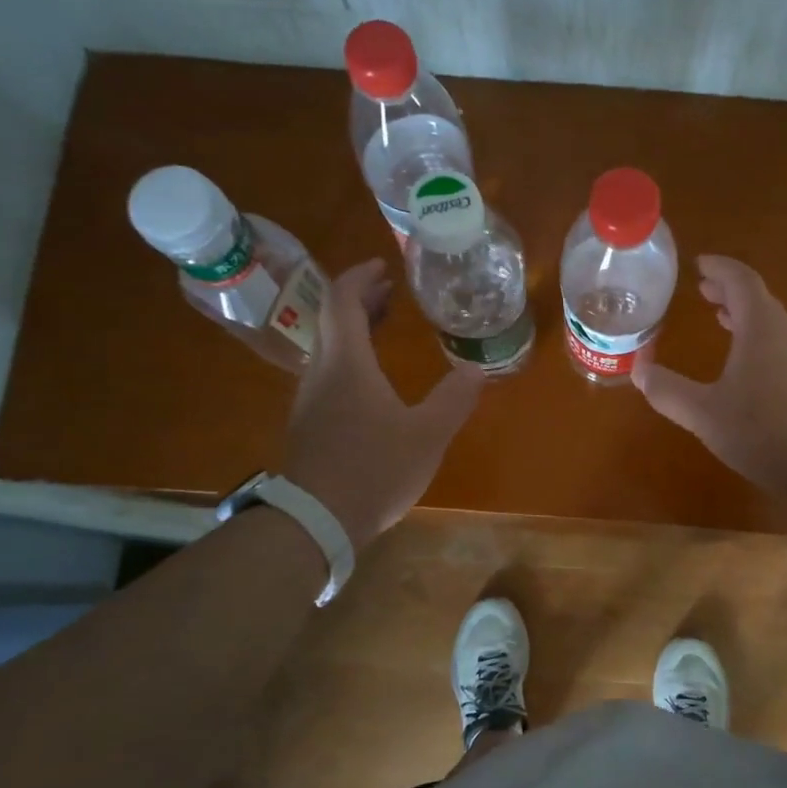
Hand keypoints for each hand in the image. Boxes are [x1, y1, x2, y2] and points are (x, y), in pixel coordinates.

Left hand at [277, 260, 483, 546]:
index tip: (384, 266)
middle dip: (362, 300)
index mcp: (347, 363)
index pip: (342, 300)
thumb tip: (477, 371)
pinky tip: (373, 380)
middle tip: (392, 292)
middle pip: (333, 319)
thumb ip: (454, 399)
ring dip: (356, 329)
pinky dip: (351, 357)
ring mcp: (310, 399)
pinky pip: (328, 373)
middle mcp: (322, 372)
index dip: (361, 277)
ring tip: (386, 326)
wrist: (316, 521)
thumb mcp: (428, 435)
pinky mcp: (309, 424)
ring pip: (329, 347)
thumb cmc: (374, 469)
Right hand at [633, 255, 786, 496]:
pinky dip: (757, 341)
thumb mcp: (705, 414)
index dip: (719, 268)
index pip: (741, 281)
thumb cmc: (766, 431)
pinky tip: (746, 369)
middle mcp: (785, 335)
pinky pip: (779, 347)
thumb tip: (639, 370)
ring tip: (721, 320)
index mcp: (761, 329)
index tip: (699, 263)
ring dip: (745, 316)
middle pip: (758, 299)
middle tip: (703, 290)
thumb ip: (669, 392)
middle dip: (729, 291)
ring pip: (771, 325)